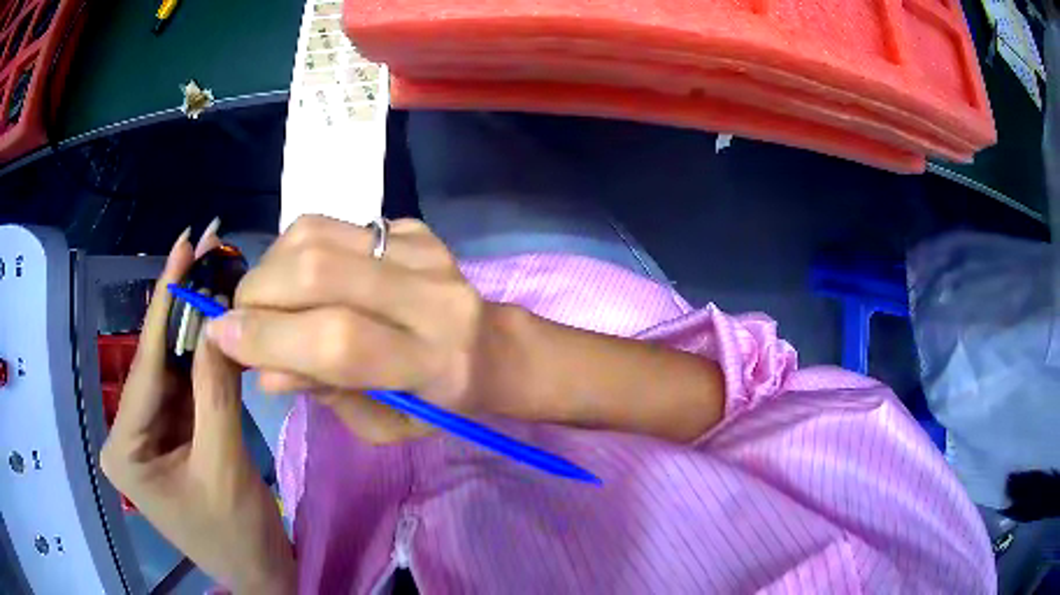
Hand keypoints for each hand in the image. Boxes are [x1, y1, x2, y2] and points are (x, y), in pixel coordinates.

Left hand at [100, 224, 294, 594]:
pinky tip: (219, 323)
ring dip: (198, 328)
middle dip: (183, 307)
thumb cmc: (237, 534)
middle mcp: (130, 434)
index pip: (148, 366)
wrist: (261, 574)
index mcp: (126, 448)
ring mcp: (151, 434)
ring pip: (175, 371)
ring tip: (217, 275)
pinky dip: (207, 359)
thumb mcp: (224, 465)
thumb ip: (216, 392)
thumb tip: (220, 320)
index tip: (185, 245)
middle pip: (159, 362)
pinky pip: (189, 389)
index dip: (167, 302)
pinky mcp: (172, 436)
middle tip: (207, 249)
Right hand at [205, 216, 503, 443]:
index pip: (338, 341)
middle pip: (318, 272)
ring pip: (316, 235)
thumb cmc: (439, 402)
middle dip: (258, 295)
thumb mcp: (385, 424)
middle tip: (241, 319)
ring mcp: (422, 250)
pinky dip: (295, 252)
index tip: (221, 338)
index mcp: (436, 363)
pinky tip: (300, 280)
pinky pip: (330, 225)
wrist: (491, 345)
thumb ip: (325, 394)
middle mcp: (432, 296)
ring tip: (267, 300)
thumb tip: (262, 367)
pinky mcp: (411, 226)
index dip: (269, 338)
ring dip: (270, 268)